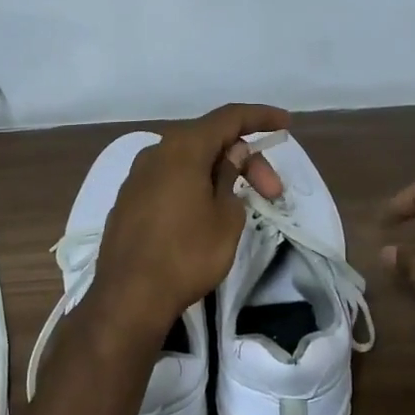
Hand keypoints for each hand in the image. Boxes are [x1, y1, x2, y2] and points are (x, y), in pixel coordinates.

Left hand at [89, 103, 288, 337]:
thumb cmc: (186, 255)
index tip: (286, 124)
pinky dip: (194, 184)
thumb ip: (230, 177)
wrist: (129, 297)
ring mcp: (137, 177)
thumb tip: (231, 154)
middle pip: (208, 140)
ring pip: (187, 160)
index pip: (228, 117)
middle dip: (245, 159)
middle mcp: (155, 152)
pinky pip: (169, 179)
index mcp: (182, 148)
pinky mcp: (128, 201)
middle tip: (272, 192)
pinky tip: (206, 210)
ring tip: (241, 201)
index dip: (260, 117)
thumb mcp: (225, 217)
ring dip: (219, 173)